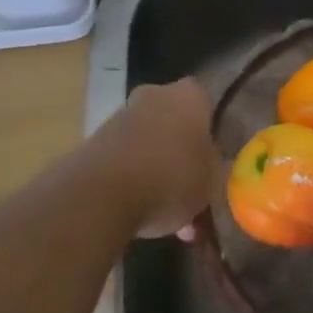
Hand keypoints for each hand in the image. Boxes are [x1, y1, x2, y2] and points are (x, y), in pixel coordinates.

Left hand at [87, 79, 221, 238]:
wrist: (101, 195)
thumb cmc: (172, 177)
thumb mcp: (212, 180)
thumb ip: (214, 167)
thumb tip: (210, 164)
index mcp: (190, 95)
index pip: (208, 102)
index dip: (213, 130)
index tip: (216, 156)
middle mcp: (155, 95)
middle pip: (176, 122)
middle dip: (183, 151)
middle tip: (193, 185)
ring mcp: (121, 117)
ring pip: (150, 142)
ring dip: (158, 169)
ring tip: (169, 216)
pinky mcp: (96, 142)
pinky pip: (126, 160)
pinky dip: (135, 181)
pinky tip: (144, 217)